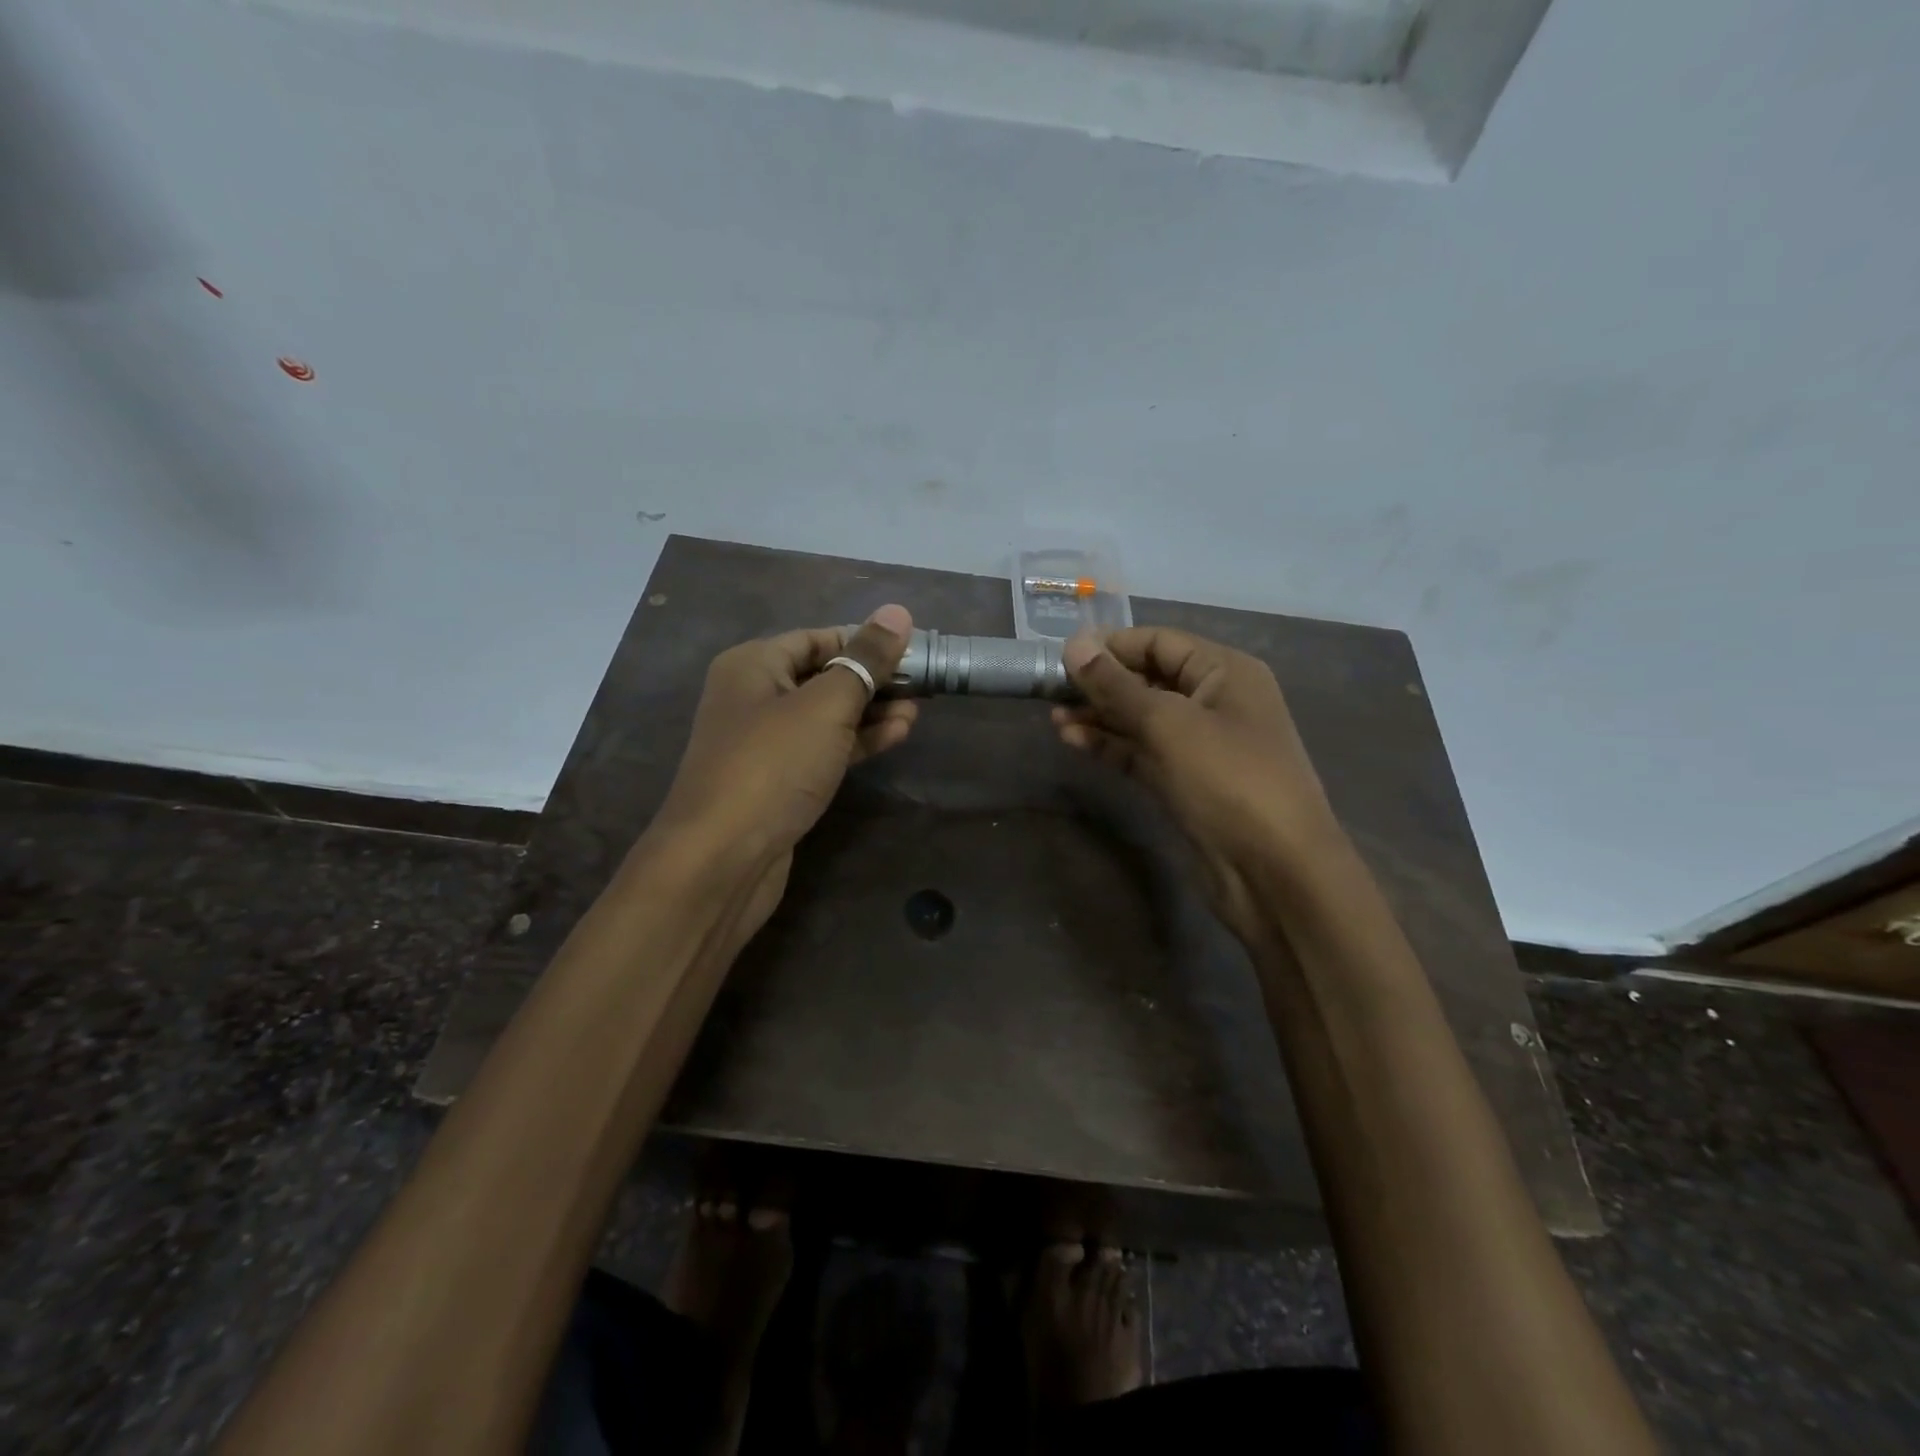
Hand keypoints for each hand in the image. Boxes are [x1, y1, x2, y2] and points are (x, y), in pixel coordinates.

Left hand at [648, 605, 917, 926]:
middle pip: (823, 675)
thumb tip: (898, 612)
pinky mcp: (780, 781)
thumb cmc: (773, 766)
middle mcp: (754, 697)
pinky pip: (824, 748)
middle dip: (873, 678)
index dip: (865, 641)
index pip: (818, 637)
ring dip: (871, 711)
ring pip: (827, 715)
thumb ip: (865, 660)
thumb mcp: (826, 705)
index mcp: (753, 665)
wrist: (723, 859)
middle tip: (923, 684)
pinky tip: (896, 735)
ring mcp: (766, 743)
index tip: (913, 650)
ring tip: (917, 710)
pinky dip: (858, 741)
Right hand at [1053, 628, 1338, 939]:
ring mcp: (1199, 745)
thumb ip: (1117, 685)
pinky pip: (1142, 752)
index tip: (1062, 656)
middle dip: (1101, 683)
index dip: (1111, 646)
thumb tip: (1074, 643)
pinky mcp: (1184, 781)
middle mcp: (1214, 701)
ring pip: (1141, 719)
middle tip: (1050, 690)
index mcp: (1224, 672)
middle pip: (1148, 678)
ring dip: (1100, 716)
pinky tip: (1073, 741)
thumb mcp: (1169, 724)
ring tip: (1054, 719)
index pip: (1159, 642)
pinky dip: (1110, 746)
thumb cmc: (1229, 780)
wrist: (1275, 872)